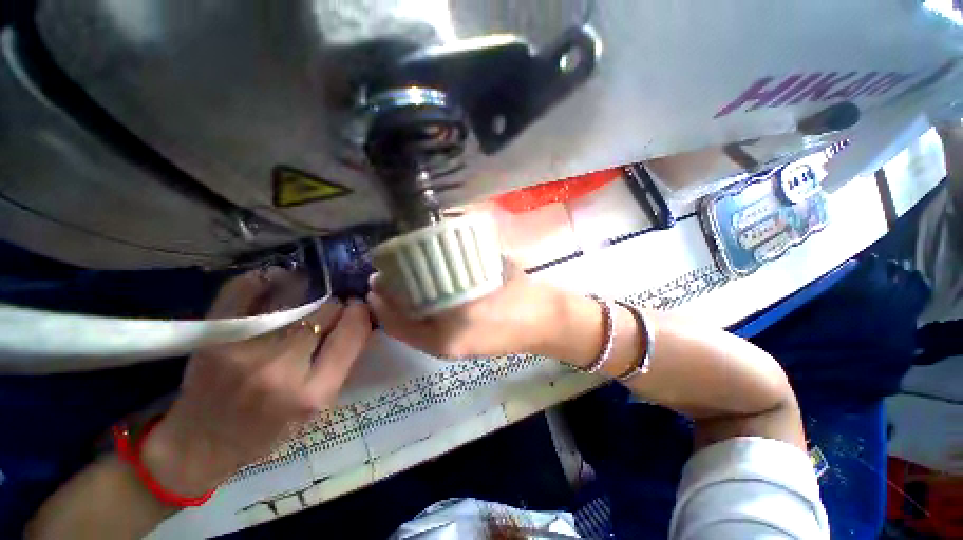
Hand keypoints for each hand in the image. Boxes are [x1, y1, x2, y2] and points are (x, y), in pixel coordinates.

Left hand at [142, 270, 371, 495]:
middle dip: (335, 305)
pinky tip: (278, 280)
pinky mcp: (214, 336)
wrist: (200, 444)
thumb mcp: (317, 407)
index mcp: (312, 393)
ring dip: (309, 291)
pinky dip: (267, 279)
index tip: (357, 309)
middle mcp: (279, 368)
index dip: (359, 313)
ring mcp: (243, 349)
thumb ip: (341, 362)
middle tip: (331, 308)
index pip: (351, 332)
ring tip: (309, 294)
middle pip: (325, 310)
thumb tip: (356, 318)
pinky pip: (246, 289)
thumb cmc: (268, 430)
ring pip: (294, 295)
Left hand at [367, 264, 563, 358]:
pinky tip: (425, 295)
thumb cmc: (525, 297)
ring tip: (402, 284)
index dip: (383, 302)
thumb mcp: (491, 274)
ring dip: (406, 308)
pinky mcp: (465, 346)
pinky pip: (432, 331)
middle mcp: (447, 345)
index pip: (401, 321)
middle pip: (406, 326)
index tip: (376, 278)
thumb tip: (439, 244)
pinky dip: (421, 315)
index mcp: (450, 333)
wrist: (551, 323)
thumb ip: (462, 264)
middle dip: (392, 303)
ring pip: (418, 329)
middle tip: (386, 277)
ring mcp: (456, 349)